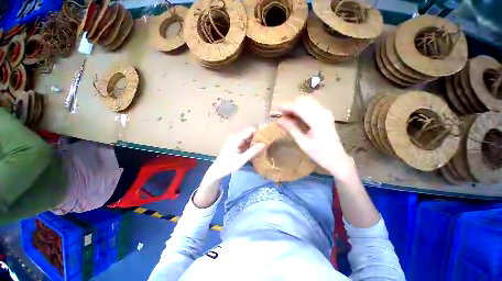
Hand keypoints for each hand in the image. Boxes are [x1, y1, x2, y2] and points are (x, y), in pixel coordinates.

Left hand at [203, 127, 265, 184]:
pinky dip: (250, 145)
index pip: (250, 130)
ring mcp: (235, 140)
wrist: (217, 171)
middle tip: (264, 146)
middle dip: (257, 139)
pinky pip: (245, 142)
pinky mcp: (235, 144)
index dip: (258, 134)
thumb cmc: (228, 165)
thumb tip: (264, 144)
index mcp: (236, 138)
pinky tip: (254, 151)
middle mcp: (235, 136)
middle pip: (249, 133)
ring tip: (260, 149)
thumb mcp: (242, 159)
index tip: (265, 141)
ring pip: (248, 138)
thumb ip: (253, 151)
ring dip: (254, 142)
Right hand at [277, 96, 352, 177]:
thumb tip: (279, 120)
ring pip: (307, 102)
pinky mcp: (325, 114)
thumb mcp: (303, 143)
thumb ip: (291, 129)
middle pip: (303, 101)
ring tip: (288, 117)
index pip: (299, 107)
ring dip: (296, 107)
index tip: (276, 109)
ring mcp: (325, 112)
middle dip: (291, 106)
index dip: (286, 107)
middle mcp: (323, 112)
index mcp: (317, 121)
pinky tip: (297, 118)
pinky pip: (311, 106)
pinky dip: (302, 109)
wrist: (337, 159)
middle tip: (282, 116)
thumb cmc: (320, 154)